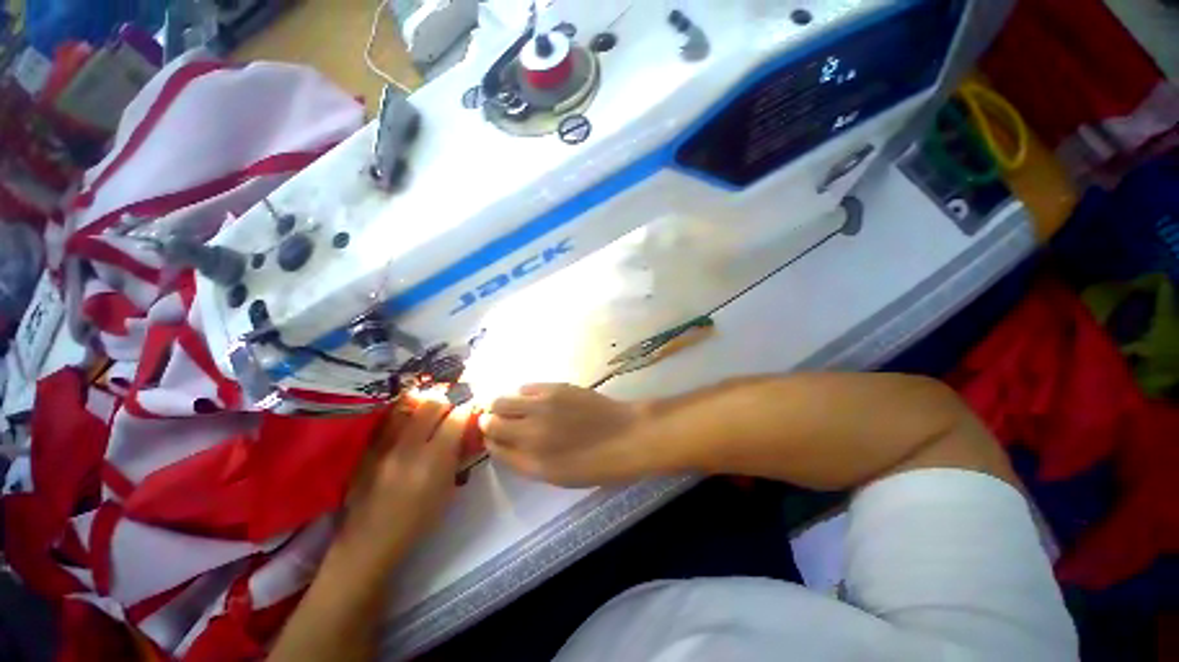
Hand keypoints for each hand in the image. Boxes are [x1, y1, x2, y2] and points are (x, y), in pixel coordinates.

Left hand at [337, 393, 466, 567]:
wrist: (369, 541)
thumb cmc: (417, 521)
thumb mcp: (448, 491)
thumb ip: (457, 457)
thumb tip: (465, 433)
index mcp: (433, 461)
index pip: (455, 419)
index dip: (467, 410)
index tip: (471, 408)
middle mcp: (408, 447)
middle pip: (431, 405)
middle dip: (447, 402)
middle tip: (452, 409)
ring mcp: (384, 446)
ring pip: (408, 408)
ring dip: (424, 405)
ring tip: (430, 412)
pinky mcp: (368, 449)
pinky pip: (390, 421)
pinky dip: (404, 416)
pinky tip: (409, 423)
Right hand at [482, 384, 645, 485]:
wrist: (626, 435)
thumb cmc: (594, 463)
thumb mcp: (555, 475)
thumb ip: (523, 461)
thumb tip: (501, 445)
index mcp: (530, 456)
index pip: (492, 444)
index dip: (490, 440)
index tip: (494, 439)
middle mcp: (530, 427)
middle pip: (491, 417)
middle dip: (490, 420)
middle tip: (501, 423)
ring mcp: (542, 403)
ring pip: (503, 398)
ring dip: (503, 405)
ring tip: (516, 410)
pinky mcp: (556, 386)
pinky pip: (526, 387)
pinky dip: (523, 394)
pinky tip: (534, 400)